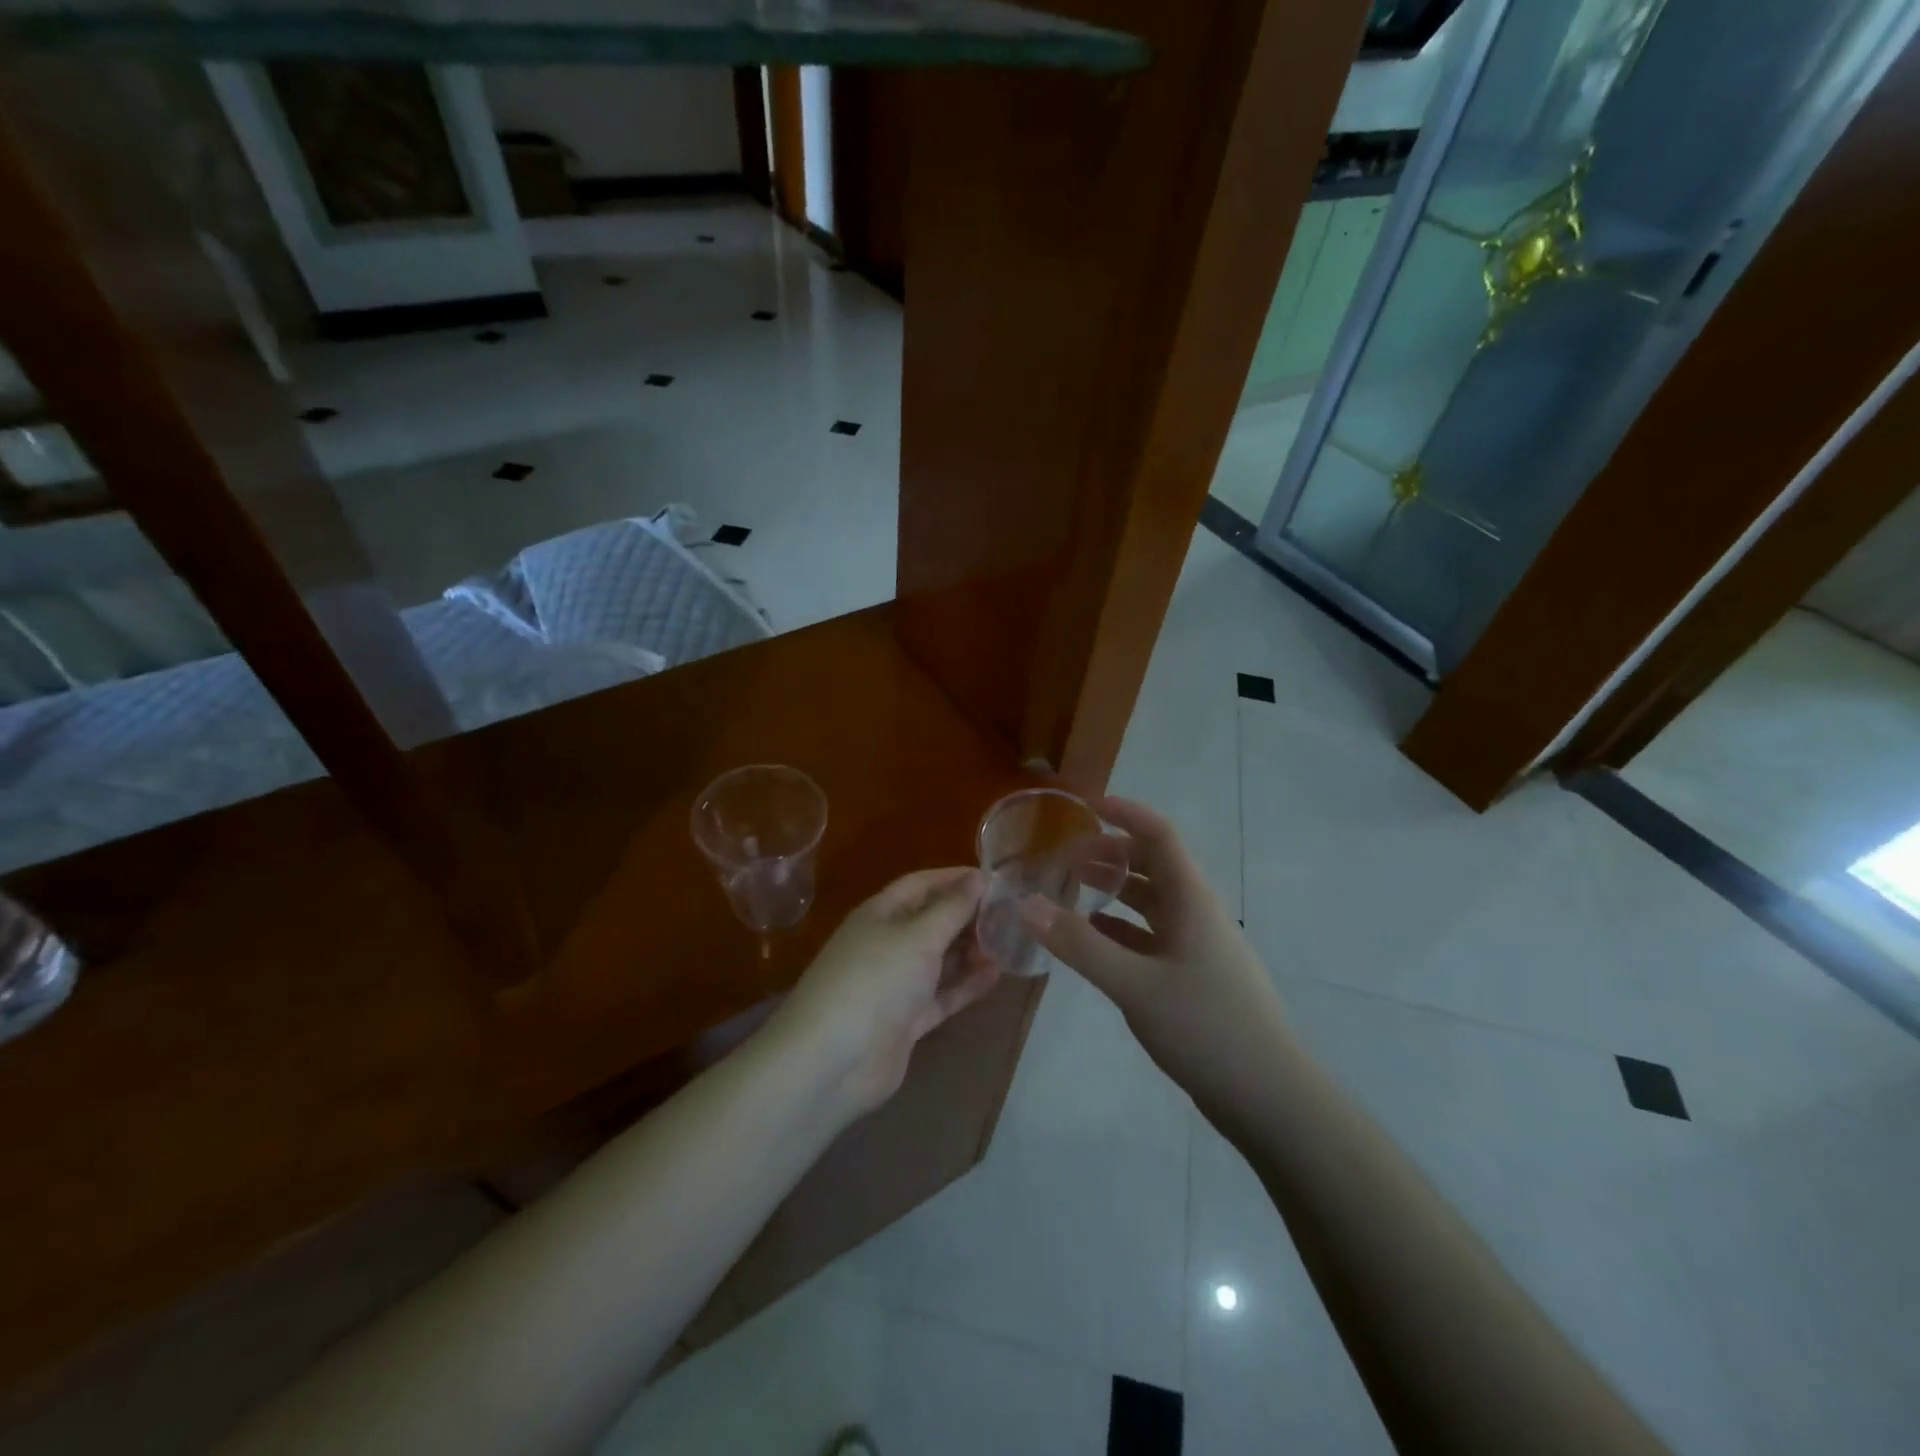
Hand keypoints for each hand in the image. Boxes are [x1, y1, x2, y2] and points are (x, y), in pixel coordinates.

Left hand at [773, 867, 1001, 1119]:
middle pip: (932, 921)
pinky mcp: (906, 1021)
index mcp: (880, 914)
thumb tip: (978, 877)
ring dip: (971, 951)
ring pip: (939, 960)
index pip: (921, 884)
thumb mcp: (918, 937)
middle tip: (1011, 914)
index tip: (994, 878)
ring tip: (1010, 943)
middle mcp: (887, 943)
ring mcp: (896, 984)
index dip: (954, 878)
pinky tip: (996, 975)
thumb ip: (952, 908)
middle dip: (968, 916)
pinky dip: (966, 985)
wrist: (833, 1061)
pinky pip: (942, 995)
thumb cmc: (875, 980)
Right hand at [1019, 797, 1291, 1133]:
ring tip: (1071, 888)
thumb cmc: (1207, 1028)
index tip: (1085, 805)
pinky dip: (1121, 928)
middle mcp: (1196, 913)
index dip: (1125, 813)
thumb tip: (1026, 904)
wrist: (1270, 1098)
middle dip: (1111, 852)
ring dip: (1115, 889)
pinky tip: (1093, 937)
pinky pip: (1151, 936)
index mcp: (1191, 900)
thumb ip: (1080, 945)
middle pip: (1153, 864)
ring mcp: (1197, 946)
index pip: (1159, 835)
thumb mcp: (1135, 985)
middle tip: (1064, 855)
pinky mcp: (1193, 976)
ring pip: (1152, 902)